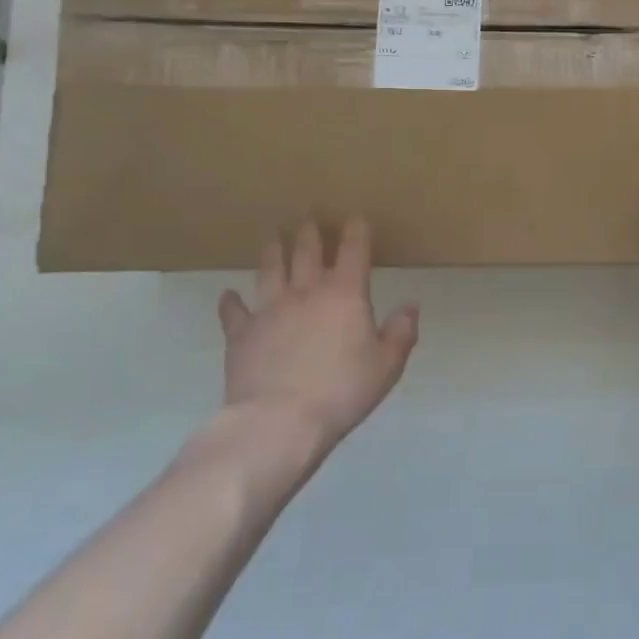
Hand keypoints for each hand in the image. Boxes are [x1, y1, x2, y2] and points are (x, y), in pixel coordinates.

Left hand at [216, 218, 419, 449]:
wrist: (278, 421)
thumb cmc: (342, 391)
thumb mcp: (386, 365)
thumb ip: (401, 332)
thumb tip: (411, 306)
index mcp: (346, 293)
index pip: (353, 250)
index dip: (356, 230)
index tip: (356, 218)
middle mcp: (306, 291)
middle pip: (307, 251)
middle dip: (310, 232)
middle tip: (308, 219)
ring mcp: (269, 309)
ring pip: (270, 269)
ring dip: (273, 251)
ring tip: (273, 238)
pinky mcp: (241, 333)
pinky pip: (233, 311)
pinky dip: (231, 301)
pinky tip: (228, 295)